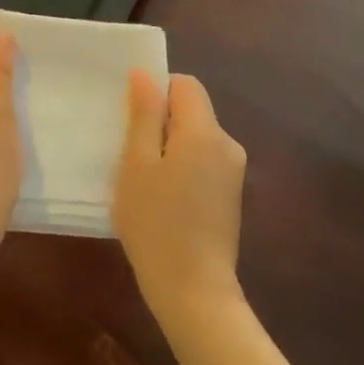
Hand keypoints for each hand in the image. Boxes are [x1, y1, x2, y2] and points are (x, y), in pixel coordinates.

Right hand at [113, 71, 247, 326]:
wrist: (193, 290)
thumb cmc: (155, 223)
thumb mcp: (137, 164)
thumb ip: (144, 115)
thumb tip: (145, 74)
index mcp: (205, 131)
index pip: (185, 84)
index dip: (157, 91)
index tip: (132, 119)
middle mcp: (228, 144)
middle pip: (192, 110)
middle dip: (160, 122)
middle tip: (130, 153)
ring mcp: (233, 172)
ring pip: (196, 138)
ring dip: (169, 147)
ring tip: (143, 180)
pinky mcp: (231, 196)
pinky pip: (203, 161)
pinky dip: (181, 167)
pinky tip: (162, 199)